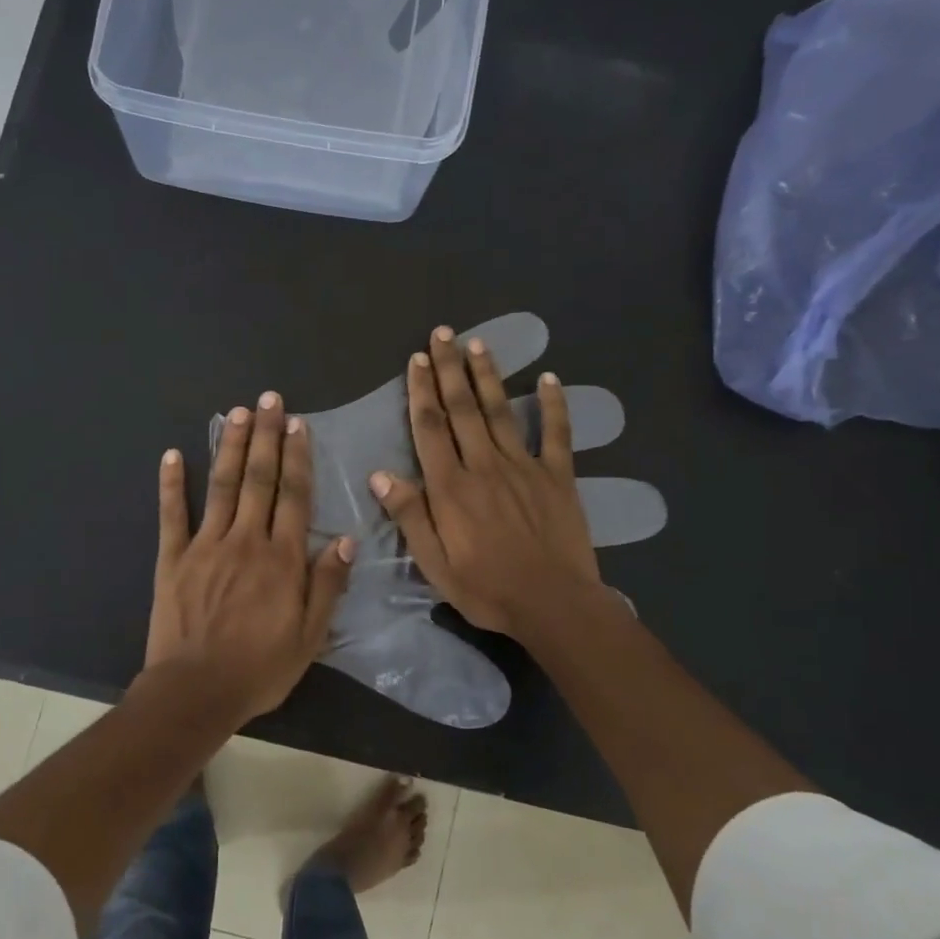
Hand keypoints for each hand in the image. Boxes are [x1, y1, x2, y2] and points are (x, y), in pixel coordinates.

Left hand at [146, 392, 354, 722]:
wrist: (195, 690)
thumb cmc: (259, 669)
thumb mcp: (309, 637)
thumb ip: (327, 586)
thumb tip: (347, 541)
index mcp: (282, 558)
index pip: (294, 496)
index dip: (298, 457)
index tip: (298, 425)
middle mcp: (246, 540)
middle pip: (259, 479)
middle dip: (266, 437)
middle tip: (269, 400)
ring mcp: (205, 545)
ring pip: (222, 485)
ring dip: (230, 446)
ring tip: (236, 412)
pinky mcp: (173, 558)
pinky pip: (172, 514)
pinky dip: (171, 484)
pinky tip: (171, 455)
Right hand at [368, 326, 602, 639]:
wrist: (553, 604)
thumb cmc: (487, 589)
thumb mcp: (435, 563)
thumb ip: (410, 516)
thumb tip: (381, 474)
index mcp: (452, 487)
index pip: (431, 428)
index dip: (421, 392)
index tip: (417, 360)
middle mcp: (485, 465)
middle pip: (463, 409)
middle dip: (450, 369)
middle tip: (443, 334)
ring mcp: (525, 467)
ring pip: (501, 412)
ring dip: (488, 376)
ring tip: (477, 344)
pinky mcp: (559, 476)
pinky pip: (557, 433)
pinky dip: (554, 405)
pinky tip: (550, 378)